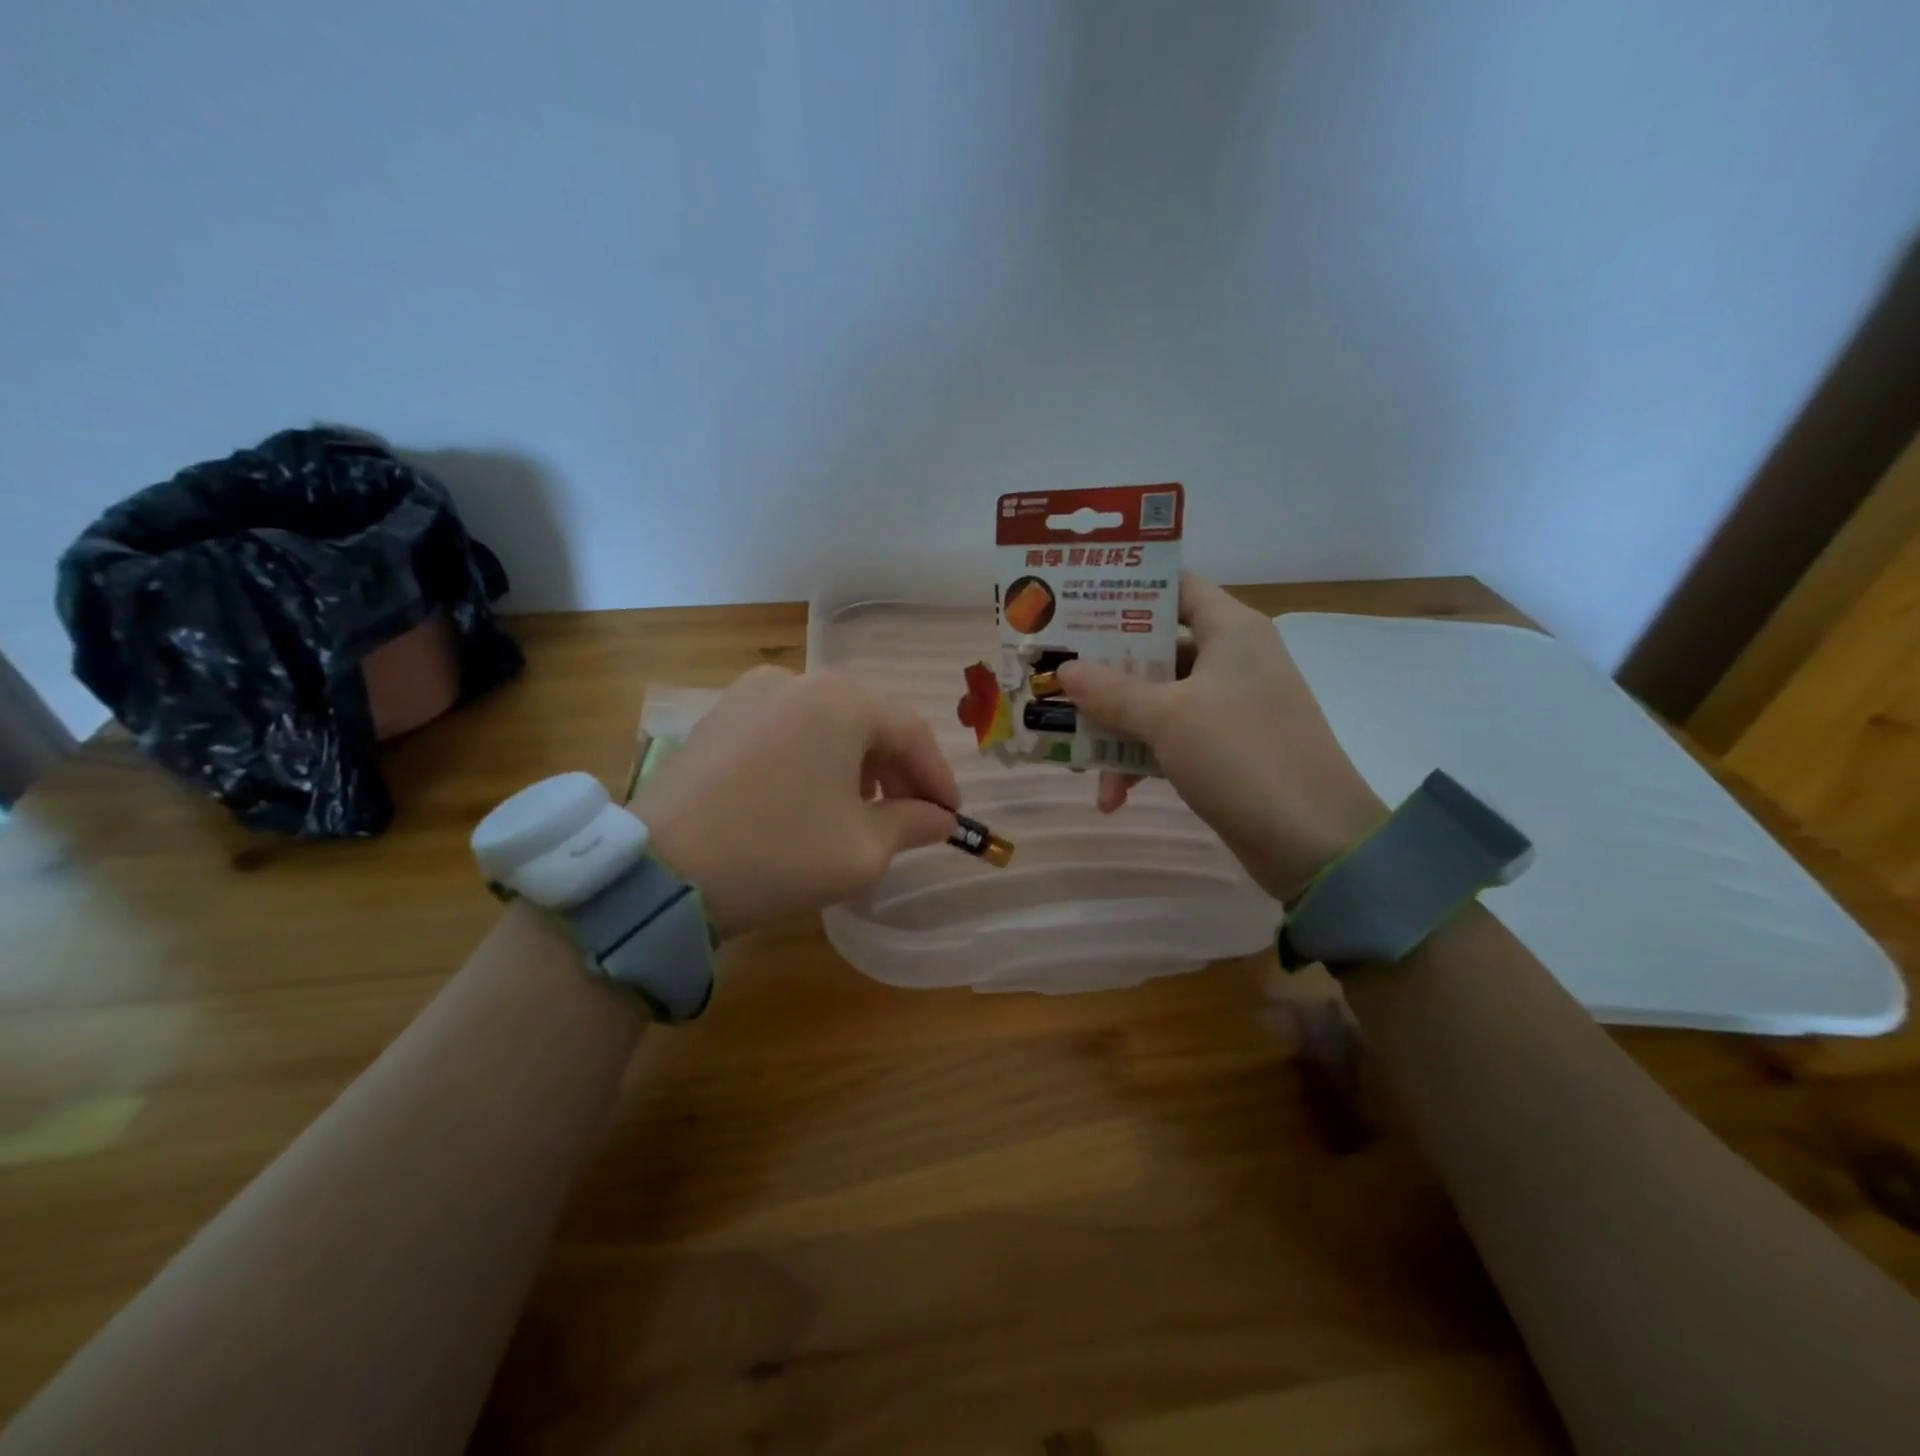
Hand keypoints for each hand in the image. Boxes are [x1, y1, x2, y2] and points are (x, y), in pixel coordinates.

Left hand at [628, 666, 958, 937]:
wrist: (661, 873)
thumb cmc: (780, 853)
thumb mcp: (863, 849)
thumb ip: (912, 824)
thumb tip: (939, 818)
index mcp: (842, 701)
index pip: (910, 732)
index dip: (937, 777)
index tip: (951, 816)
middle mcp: (797, 681)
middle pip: (867, 722)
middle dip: (895, 770)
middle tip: (910, 814)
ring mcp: (748, 695)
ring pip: (824, 725)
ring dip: (854, 764)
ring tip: (860, 810)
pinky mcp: (716, 719)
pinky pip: (784, 732)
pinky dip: (810, 760)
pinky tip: (808, 799)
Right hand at [1056, 575, 1386, 898]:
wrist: (1312, 842)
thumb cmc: (1240, 755)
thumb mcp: (1168, 717)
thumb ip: (1112, 691)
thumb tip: (1065, 670)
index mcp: (1230, 630)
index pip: (1175, 587)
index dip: (1127, 591)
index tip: (1075, 602)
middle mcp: (1230, 659)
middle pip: (1156, 648)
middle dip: (1104, 671)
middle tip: (1054, 677)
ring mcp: (1228, 707)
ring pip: (1157, 700)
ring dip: (1116, 728)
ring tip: (1075, 757)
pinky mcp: (1224, 749)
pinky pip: (1170, 739)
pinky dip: (1140, 761)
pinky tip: (1112, 796)